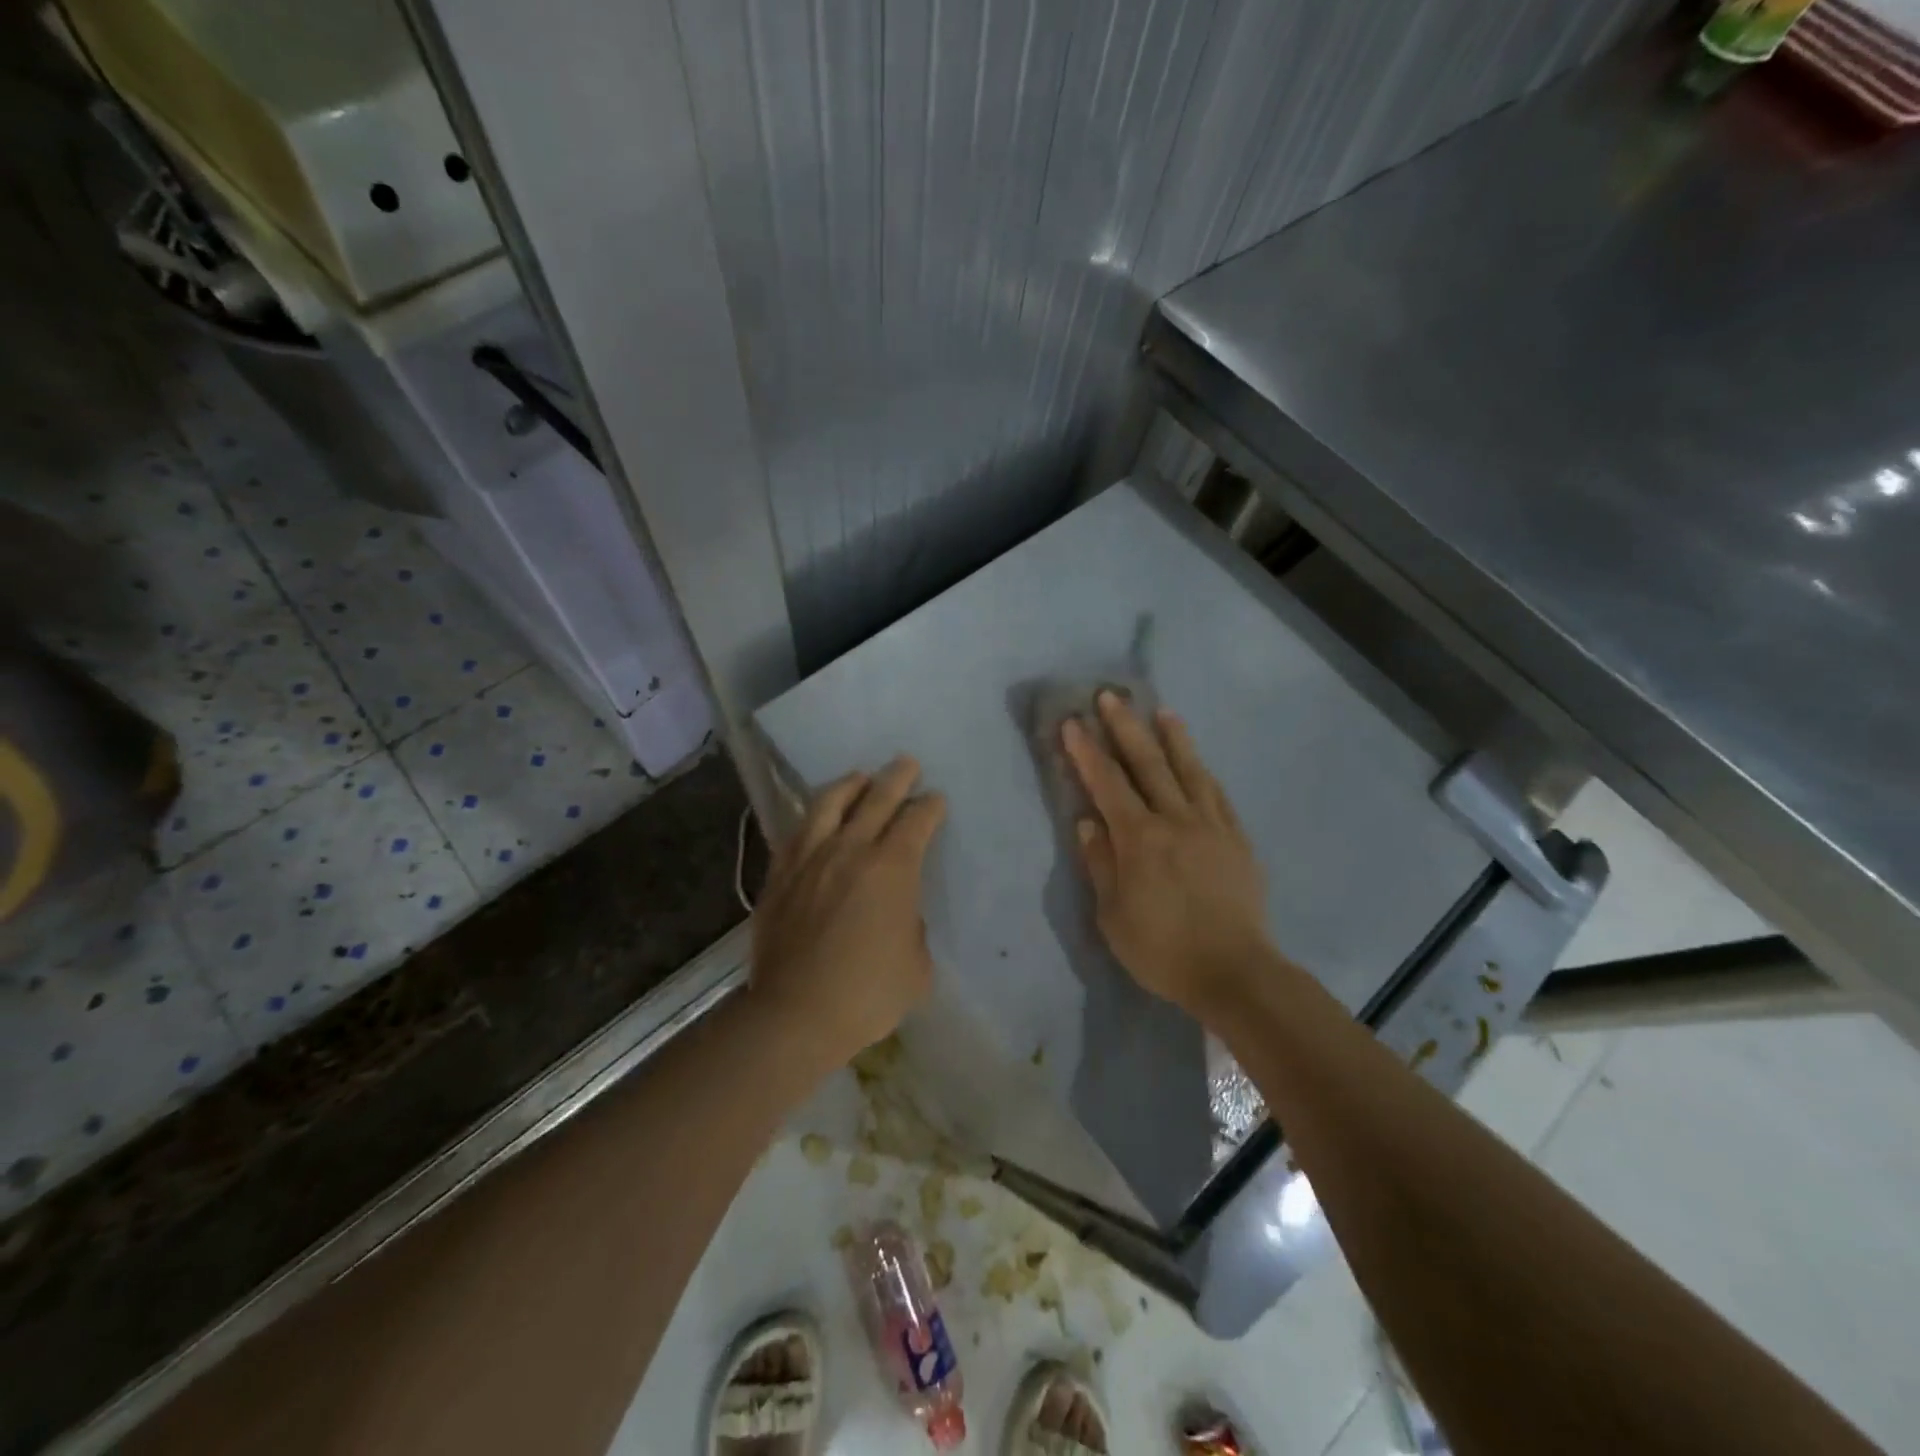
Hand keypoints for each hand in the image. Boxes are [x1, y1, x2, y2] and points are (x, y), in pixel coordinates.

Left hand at [750, 756, 947, 1068]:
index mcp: (892, 868)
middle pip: (877, 799)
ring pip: (830, 803)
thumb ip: (912, 927)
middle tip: (907, 764)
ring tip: (860, 777)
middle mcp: (851, 850)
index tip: (935, 800)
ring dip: (851, 784)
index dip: (930, 807)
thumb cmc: (867, 994)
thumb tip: (898, 913)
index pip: (916, 821)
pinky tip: (818, 816)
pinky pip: (798, 830)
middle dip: (897, 778)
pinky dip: (814, 815)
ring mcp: (810, 858)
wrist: (796, 1014)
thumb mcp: (916, 965)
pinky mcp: (780, 874)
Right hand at [1063, 692, 1269, 1016]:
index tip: (1072, 722)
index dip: (1087, 752)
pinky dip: (1203, 772)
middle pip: (1148, 764)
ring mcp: (1211, 826)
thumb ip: (1100, 864)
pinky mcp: (1237, 839)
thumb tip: (1088, 821)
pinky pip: (1218, 795)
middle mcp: (1175, 820)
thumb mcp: (1113, 916)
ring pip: (1189, 770)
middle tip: (1111, 696)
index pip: (1107, 784)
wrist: (1235, 972)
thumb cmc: (1163, 950)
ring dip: (1172, 737)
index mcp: (1139, 839)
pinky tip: (1198, 762)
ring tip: (1161, 710)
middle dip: (1125, 727)